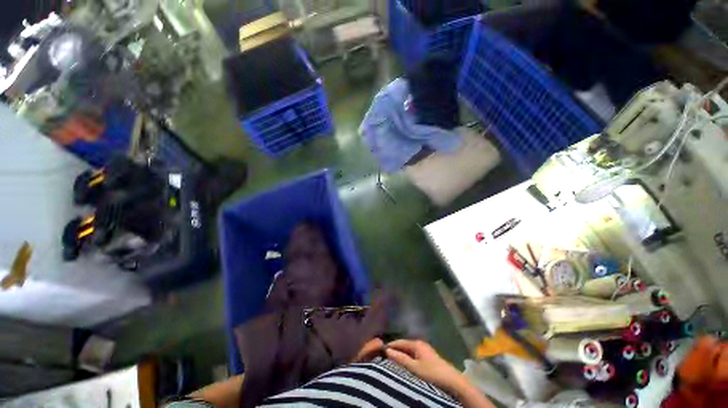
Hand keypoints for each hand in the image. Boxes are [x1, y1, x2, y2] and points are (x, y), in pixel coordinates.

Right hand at [385, 339, 465, 392]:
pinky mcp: (428, 358)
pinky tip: (404, 365)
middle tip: (384, 357)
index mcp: (416, 343)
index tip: (379, 350)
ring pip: (409, 351)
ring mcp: (425, 351)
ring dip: (401, 355)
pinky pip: (413, 356)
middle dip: (395, 350)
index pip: (399, 342)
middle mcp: (420, 344)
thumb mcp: (414, 367)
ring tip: (391, 362)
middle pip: (404, 345)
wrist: (452, 381)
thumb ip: (400, 358)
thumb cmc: (432, 372)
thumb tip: (387, 350)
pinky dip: (407, 359)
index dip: (390, 345)